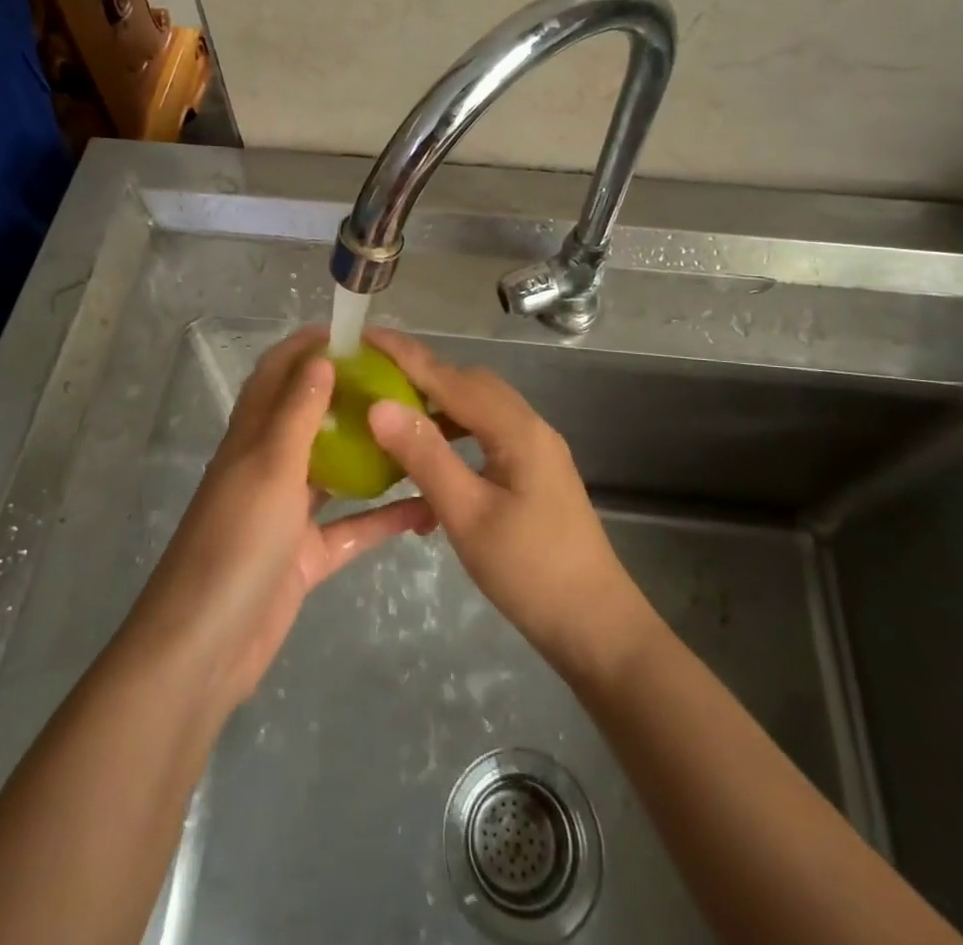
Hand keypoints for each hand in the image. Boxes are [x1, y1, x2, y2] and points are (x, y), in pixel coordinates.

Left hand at [121, 327, 434, 709]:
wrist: (205, 648)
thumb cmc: (235, 542)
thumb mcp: (269, 467)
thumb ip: (296, 412)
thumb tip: (320, 357)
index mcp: (252, 436)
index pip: (279, 373)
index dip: (310, 347)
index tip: (358, 334)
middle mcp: (270, 466)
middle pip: (313, 417)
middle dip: (352, 395)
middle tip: (406, 382)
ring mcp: (288, 513)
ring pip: (338, 471)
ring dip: (374, 454)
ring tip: (423, 433)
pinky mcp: (306, 556)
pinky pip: (352, 528)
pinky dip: (385, 519)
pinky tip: (429, 508)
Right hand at [364, 328, 655, 682]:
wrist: (596, 627)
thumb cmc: (530, 572)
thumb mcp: (468, 515)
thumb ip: (425, 456)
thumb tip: (379, 406)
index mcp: (516, 429)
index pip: (451, 377)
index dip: (406, 354)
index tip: (366, 335)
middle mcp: (529, 427)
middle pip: (469, 384)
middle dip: (421, 375)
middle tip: (374, 378)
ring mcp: (536, 449)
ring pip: (479, 410)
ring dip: (438, 408)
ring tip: (395, 420)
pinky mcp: (535, 472)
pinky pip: (487, 436)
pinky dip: (455, 438)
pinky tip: (431, 466)